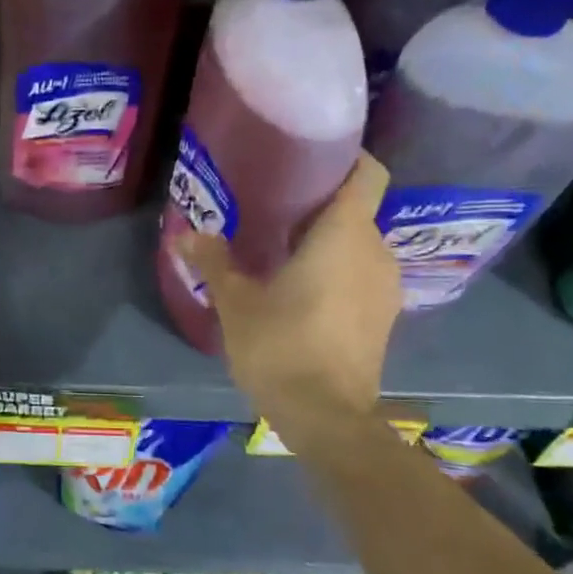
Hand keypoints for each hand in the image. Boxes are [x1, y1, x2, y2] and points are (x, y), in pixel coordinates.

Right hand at [175, 154, 399, 446]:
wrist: (326, 416)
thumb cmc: (280, 346)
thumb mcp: (235, 302)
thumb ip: (213, 261)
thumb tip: (187, 234)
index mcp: (343, 235)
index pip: (367, 173)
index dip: (347, 157)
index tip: (309, 159)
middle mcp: (374, 252)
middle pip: (356, 209)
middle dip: (320, 204)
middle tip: (274, 207)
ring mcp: (385, 287)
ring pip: (359, 244)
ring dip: (327, 241)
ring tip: (282, 249)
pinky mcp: (384, 316)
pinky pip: (362, 273)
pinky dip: (337, 270)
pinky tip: (301, 289)